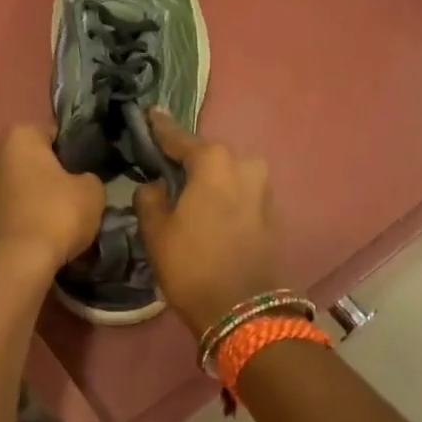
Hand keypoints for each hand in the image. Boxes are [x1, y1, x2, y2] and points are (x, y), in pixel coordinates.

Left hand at [0, 123, 104, 277]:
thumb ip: (89, 178)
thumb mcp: (92, 191)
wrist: (15, 265)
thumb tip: (80, 182)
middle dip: (53, 174)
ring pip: (21, 185)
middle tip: (78, 194)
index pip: (54, 132)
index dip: (75, 150)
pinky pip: (12, 209)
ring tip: (63, 219)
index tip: (88, 169)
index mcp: (18, 136)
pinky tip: (44, 235)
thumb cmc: (56, 216)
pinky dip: (27, 217)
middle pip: (34, 159)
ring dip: (38, 197)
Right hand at [133, 109, 284, 335]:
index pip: (180, 138)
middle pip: (209, 156)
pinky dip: (225, 196)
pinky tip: (210, 209)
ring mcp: (263, 190)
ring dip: (210, 179)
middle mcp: (244, 166)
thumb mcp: (156, 232)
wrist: (242, 309)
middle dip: (189, 159)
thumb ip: (150, 198)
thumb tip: (156, 186)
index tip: (150, 113)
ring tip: (188, 192)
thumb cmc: (192, 265)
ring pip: (229, 174)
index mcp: (213, 162)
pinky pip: (241, 193)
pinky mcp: (272, 213)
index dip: (161, 128)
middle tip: (166, 166)